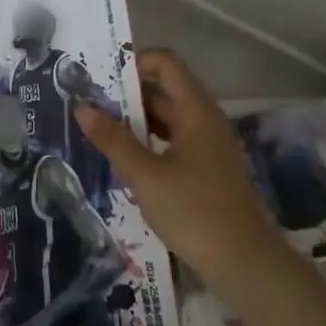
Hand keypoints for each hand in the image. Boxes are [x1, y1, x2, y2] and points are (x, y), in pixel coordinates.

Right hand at [74, 50, 273, 289]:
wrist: (243, 263)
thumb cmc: (194, 210)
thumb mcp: (145, 175)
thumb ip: (113, 140)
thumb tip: (82, 108)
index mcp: (196, 111)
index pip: (166, 64)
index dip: (134, 63)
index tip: (99, 76)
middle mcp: (204, 121)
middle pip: (164, 91)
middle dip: (126, 94)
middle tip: (87, 103)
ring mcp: (207, 147)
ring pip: (167, 119)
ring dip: (134, 121)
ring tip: (97, 129)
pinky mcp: (205, 171)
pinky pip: (172, 143)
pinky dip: (147, 143)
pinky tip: (123, 159)